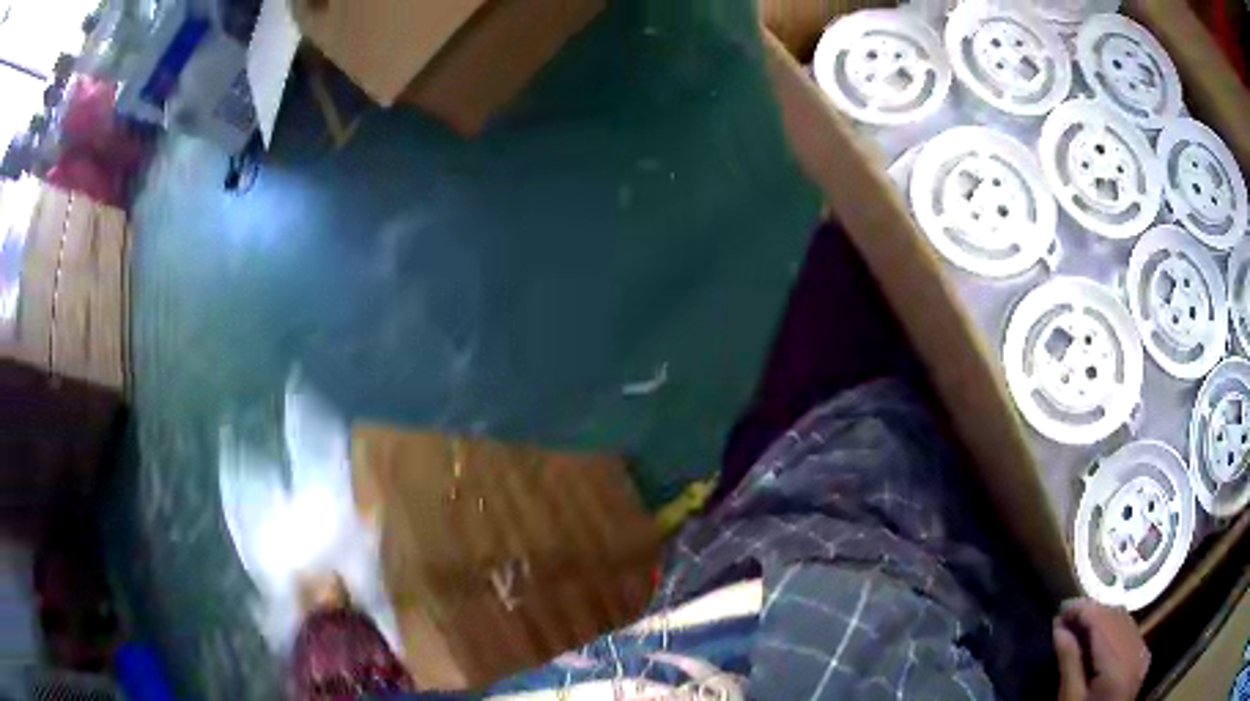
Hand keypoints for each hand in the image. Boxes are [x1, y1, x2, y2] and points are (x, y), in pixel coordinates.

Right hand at [1053, 598, 1149, 700]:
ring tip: (1080, 624)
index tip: (1059, 610)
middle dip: (1092, 611)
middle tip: (1066, 616)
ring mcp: (1142, 653)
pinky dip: (1114, 628)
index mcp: (1118, 663)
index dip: (1082, 610)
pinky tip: (1099, 637)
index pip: (1103, 621)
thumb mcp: (1068, 699)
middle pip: (1117, 616)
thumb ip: (1068, 663)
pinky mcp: (1142, 658)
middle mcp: (1136, 650)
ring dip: (1103, 618)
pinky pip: (1131, 632)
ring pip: (1125, 620)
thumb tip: (1059, 629)